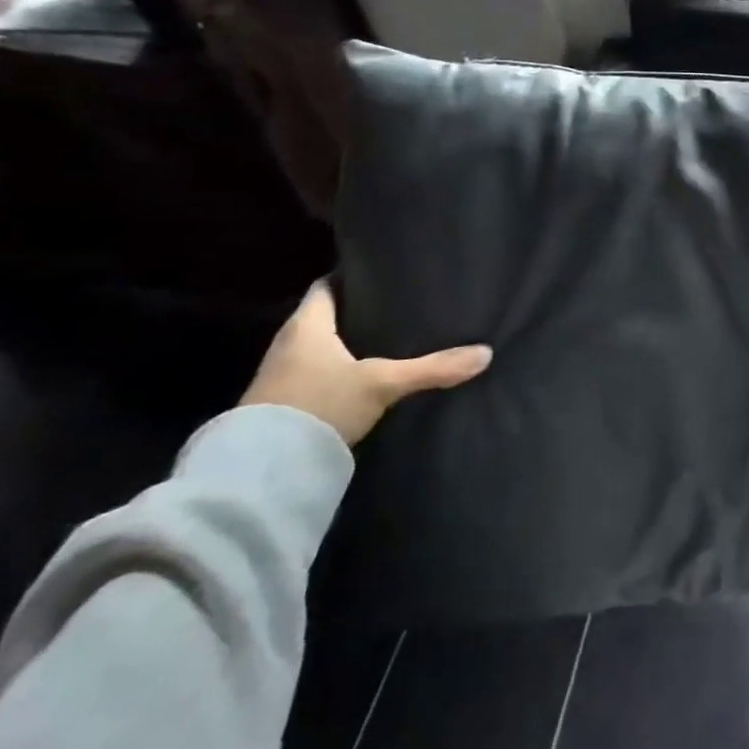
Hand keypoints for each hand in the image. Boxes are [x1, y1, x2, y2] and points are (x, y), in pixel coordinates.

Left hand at [241, 281, 492, 445]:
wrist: (263, 471)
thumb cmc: (320, 405)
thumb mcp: (383, 384)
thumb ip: (432, 368)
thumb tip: (485, 354)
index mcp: (306, 326)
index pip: (325, 286)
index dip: (350, 278)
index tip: (380, 277)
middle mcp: (287, 344)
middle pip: (322, 317)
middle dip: (354, 313)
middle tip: (394, 308)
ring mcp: (279, 377)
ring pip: (317, 349)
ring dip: (343, 346)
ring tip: (384, 342)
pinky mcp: (279, 406)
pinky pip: (311, 376)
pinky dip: (334, 373)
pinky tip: (361, 381)